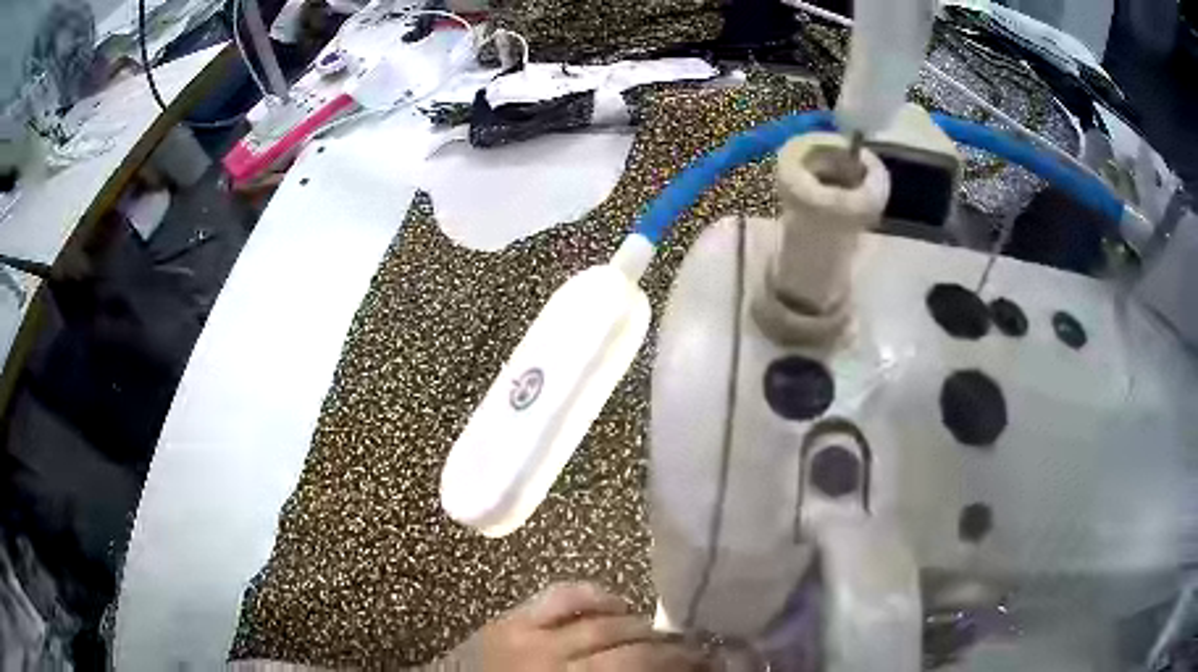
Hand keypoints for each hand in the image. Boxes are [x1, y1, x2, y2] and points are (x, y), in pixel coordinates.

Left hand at [453, 582, 704, 670]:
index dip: (676, 658)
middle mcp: (551, 655)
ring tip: (648, 626)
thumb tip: (672, 666)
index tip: (703, 658)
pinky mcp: (507, 619)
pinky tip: (609, 602)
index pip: (638, 661)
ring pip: (596, 613)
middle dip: (661, 640)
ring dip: (631, 618)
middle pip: (623, 637)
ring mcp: (524, 633)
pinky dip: (590, 595)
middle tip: (685, 644)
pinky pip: (558, 594)